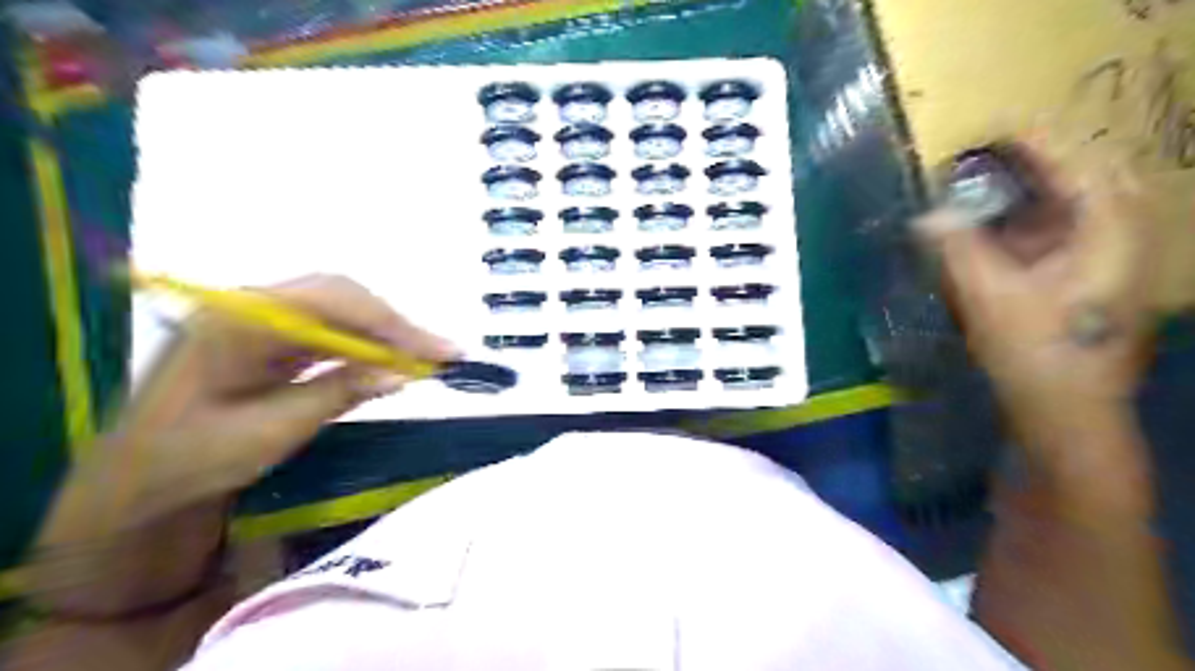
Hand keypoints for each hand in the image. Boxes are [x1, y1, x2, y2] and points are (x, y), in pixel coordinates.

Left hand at [89, 276, 457, 526]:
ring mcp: (260, 319)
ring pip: (340, 309)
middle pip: (342, 296)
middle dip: (397, 325)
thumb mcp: (270, 433)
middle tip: (443, 355)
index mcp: (237, 322)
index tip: (440, 353)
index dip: (394, 326)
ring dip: (386, 333)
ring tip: (427, 357)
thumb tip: (404, 374)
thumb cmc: (190, 461)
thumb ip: (337, 394)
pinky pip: (330, 329)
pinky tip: (390, 362)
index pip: (334, 304)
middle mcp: (250, 306)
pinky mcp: (270, 337)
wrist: (134, 480)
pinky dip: (366, 344)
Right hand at [917, 140, 1157, 414]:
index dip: (1032, 139)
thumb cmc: (1036, 354)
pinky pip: (1064, 226)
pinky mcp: (1093, 272)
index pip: (1077, 162)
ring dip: (1030, 187)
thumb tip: (925, 214)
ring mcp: (1113, 253)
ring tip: (981, 184)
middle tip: (980, 157)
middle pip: (1083, 173)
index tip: (985, 127)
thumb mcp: (990, 298)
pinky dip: (1029, 217)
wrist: (1068, 411)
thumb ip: (957, 249)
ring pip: (1074, 199)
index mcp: (1110, 231)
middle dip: (1033, 159)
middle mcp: (1124, 232)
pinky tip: (994, 226)